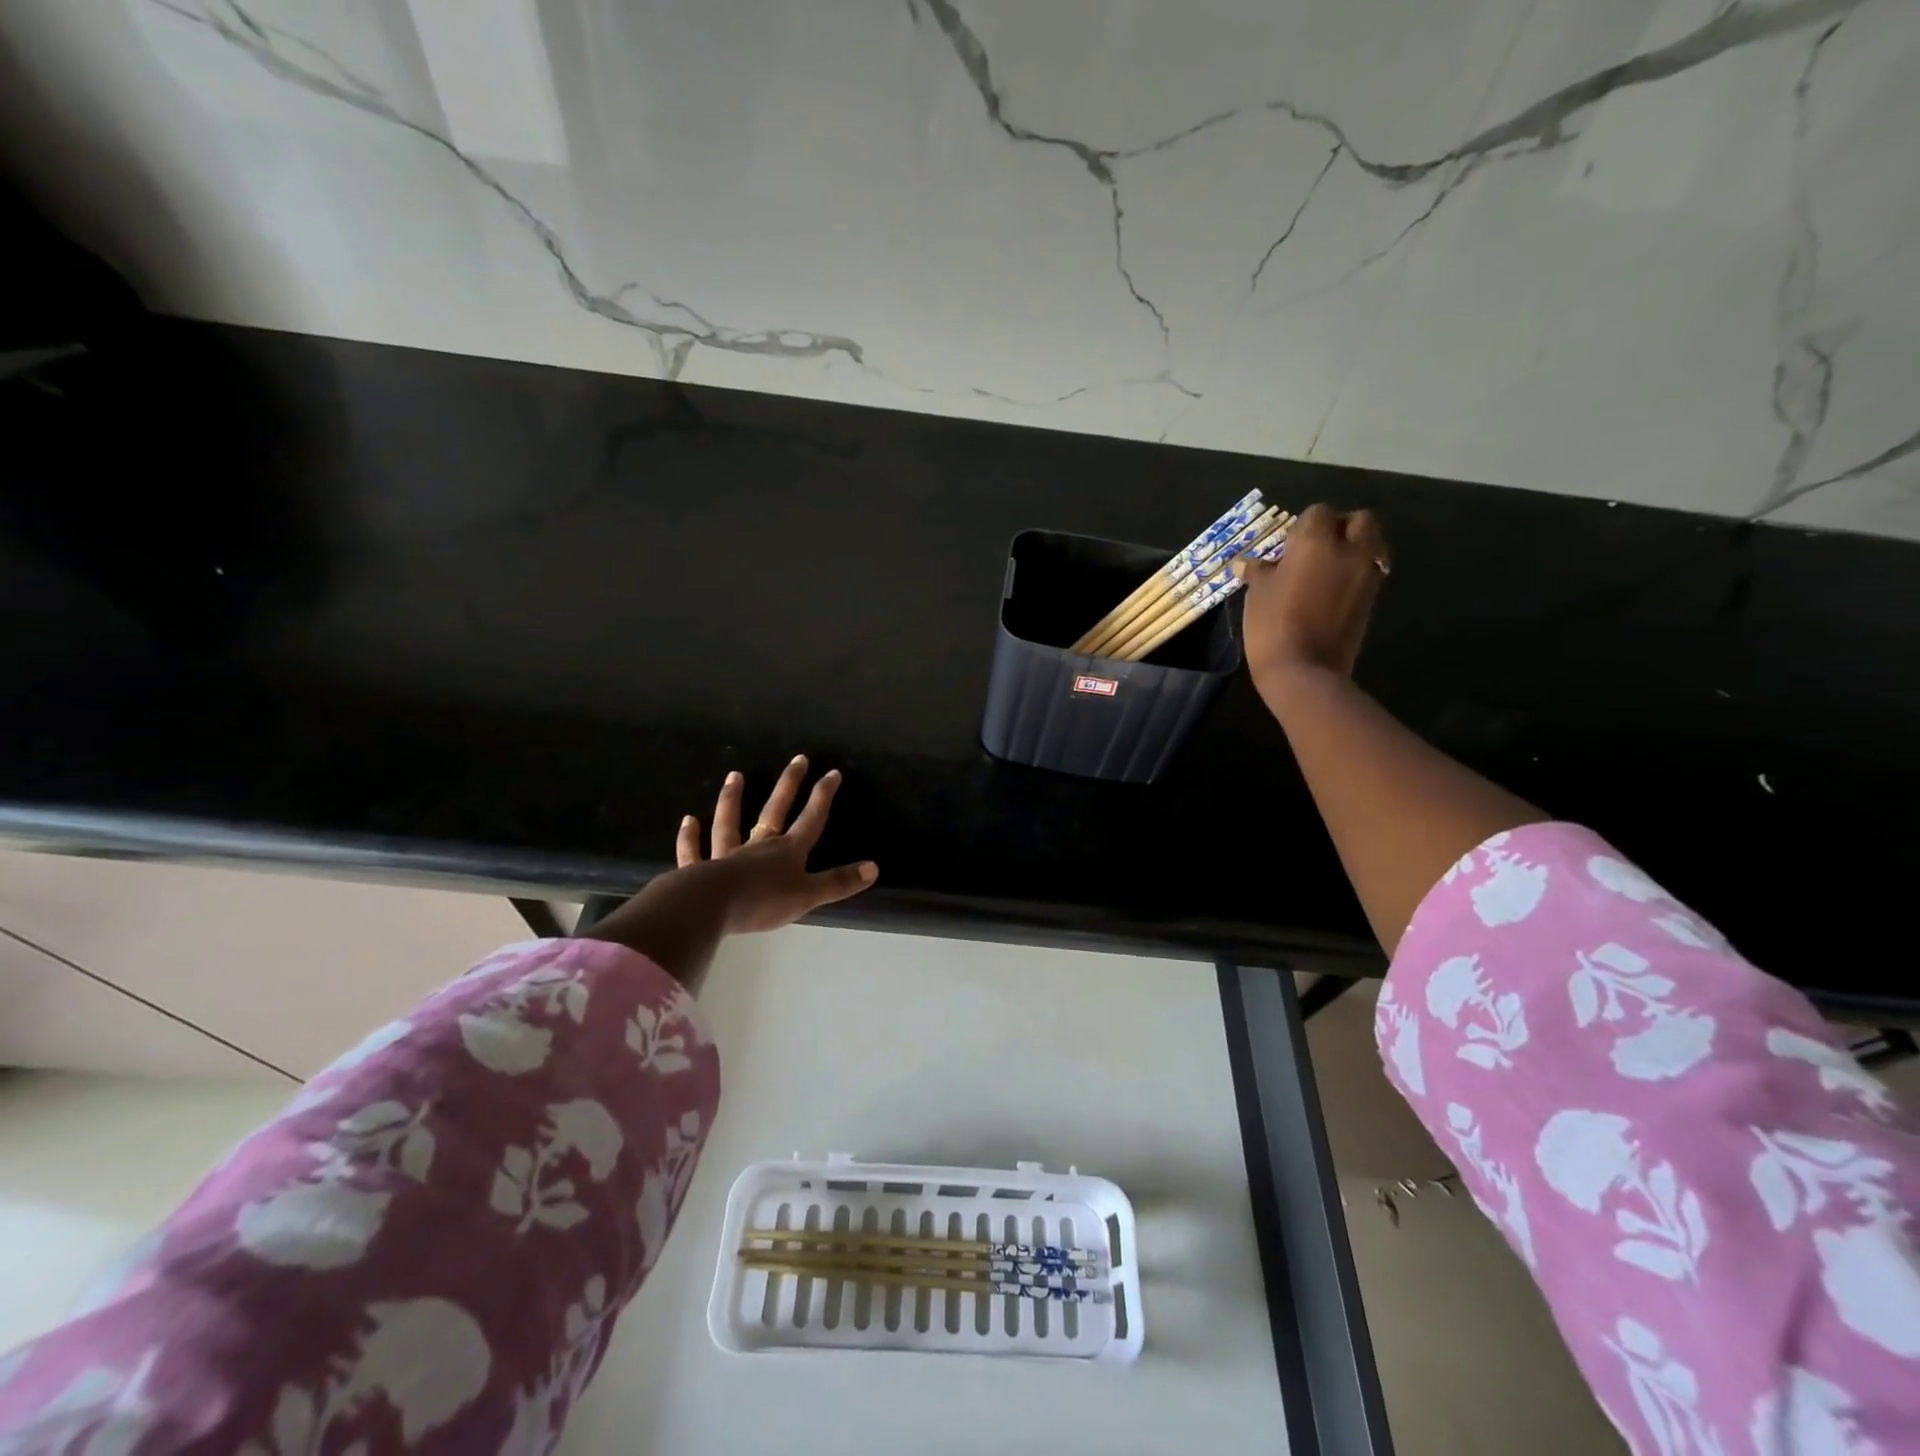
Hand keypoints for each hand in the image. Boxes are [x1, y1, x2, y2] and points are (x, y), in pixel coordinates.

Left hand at [582, 756, 875, 989]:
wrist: (712, 907)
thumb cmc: (764, 901)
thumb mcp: (808, 895)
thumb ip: (839, 882)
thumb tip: (874, 868)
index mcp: (787, 852)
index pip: (811, 820)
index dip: (822, 797)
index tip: (832, 772)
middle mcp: (758, 846)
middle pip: (775, 810)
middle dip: (789, 785)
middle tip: (797, 758)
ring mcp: (726, 855)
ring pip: (730, 823)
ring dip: (732, 799)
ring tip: (734, 775)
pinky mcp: (699, 870)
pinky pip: (695, 851)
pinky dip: (690, 837)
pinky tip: (688, 821)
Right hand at [1238, 504, 1388, 695]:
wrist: (1304, 670)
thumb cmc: (1272, 624)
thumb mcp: (1257, 594)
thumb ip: (1258, 572)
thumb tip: (1245, 563)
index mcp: (1315, 541)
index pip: (1318, 513)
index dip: (1303, 526)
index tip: (1288, 546)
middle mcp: (1348, 549)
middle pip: (1359, 520)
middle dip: (1342, 527)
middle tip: (1318, 548)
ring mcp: (1366, 574)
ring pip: (1370, 544)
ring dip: (1355, 548)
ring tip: (1328, 569)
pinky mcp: (1372, 597)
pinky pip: (1369, 570)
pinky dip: (1357, 572)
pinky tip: (1334, 590)